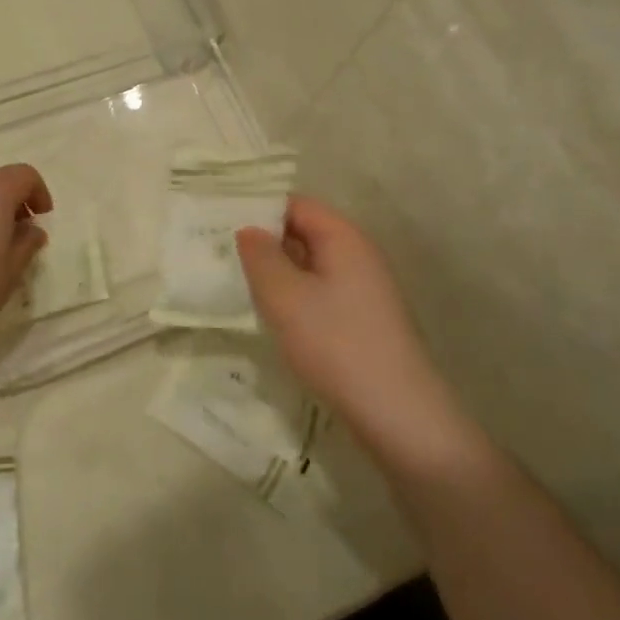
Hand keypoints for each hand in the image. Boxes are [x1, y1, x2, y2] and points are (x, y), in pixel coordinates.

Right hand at [237, 197, 465, 450]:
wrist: (398, 414)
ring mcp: (365, 289)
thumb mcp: (285, 296)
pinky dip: (295, 296)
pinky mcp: (363, 320)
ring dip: (278, 272)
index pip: (296, 204)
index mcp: (343, 237)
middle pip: (305, 232)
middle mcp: (359, 255)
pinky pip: (321, 292)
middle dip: (265, 242)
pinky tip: (272, 316)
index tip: (221, 223)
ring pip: (311, 265)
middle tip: (221, 255)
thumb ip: (260, 256)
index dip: (259, 209)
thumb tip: (248, 229)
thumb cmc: (336, 344)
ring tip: (238, 284)